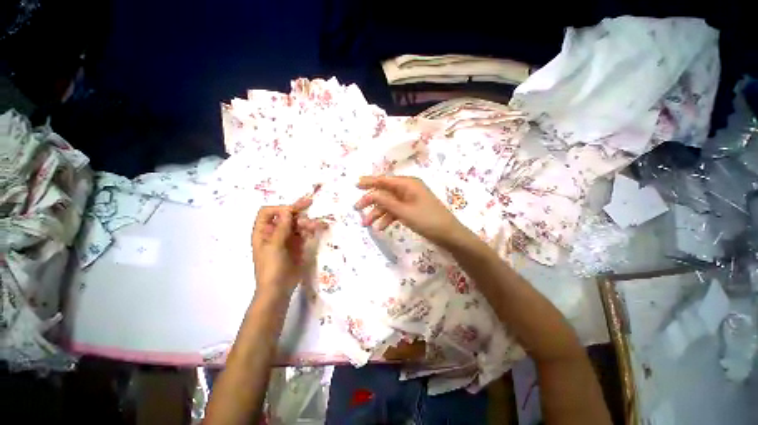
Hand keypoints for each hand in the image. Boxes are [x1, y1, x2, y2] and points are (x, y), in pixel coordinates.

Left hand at [252, 198, 325, 299]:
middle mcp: (274, 232)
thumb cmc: (271, 267)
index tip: (294, 211)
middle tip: (310, 203)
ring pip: (297, 224)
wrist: (279, 289)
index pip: (268, 212)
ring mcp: (287, 238)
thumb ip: (281, 228)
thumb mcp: (274, 247)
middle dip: (297, 212)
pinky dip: (311, 229)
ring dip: (307, 221)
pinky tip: (319, 227)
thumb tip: (287, 210)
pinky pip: (304, 233)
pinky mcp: (297, 245)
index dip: (280, 208)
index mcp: (263, 232)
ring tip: (317, 224)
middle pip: (285, 216)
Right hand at [354, 176, 468, 247]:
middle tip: (357, 209)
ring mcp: (410, 199)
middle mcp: (408, 188)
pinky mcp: (411, 209)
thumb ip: (386, 202)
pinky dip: (388, 217)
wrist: (448, 234)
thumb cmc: (427, 220)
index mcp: (408, 184)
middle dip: (371, 201)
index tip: (355, 184)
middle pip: (385, 192)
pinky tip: (381, 227)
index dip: (369, 182)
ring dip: (377, 213)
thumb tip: (371, 193)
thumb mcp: (404, 211)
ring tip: (366, 224)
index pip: (384, 180)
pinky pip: (396, 210)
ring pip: (389, 203)